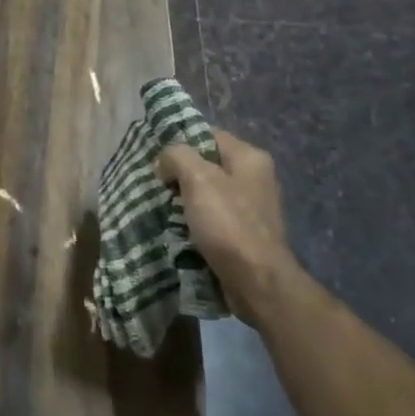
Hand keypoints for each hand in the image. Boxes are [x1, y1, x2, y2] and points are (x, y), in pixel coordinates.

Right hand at [156, 128, 298, 319]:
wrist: (257, 281)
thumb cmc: (228, 223)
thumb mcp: (197, 178)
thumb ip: (177, 156)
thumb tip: (165, 161)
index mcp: (250, 157)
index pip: (208, 134)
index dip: (181, 143)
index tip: (158, 160)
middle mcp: (256, 177)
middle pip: (208, 164)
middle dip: (181, 174)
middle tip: (159, 186)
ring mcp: (253, 207)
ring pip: (209, 192)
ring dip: (186, 199)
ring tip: (166, 209)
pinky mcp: (246, 232)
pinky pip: (214, 216)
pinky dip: (197, 220)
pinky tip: (181, 229)